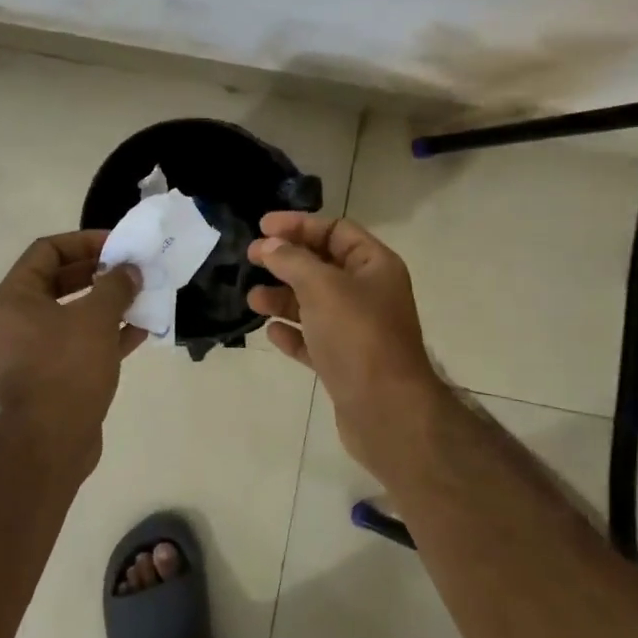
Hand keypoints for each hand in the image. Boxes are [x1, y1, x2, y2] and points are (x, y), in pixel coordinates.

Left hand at [0, 231, 144, 451]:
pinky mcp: (49, 378)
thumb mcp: (96, 318)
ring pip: (71, 315)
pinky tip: (139, 333)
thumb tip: (129, 270)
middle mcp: (16, 321)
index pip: (47, 251)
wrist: (49, 443)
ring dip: (105, 305)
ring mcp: (31, 352)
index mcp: (16, 299)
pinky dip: (105, 336)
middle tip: (131, 270)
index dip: (84, 241)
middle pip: (59, 282)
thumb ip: (115, 286)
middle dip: (98, 273)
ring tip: (140, 298)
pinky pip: (78, 345)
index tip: (117, 245)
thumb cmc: (67, 369)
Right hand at [245, 213, 445, 448]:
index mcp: (375, 266)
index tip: (262, 227)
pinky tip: (272, 333)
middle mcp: (369, 294)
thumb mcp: (322, 287)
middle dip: (286, 261)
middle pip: (322, 266)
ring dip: (283, 298)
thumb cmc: (357, 337)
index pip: (336, 230)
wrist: (386, 411)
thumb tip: (269, 245)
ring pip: (314, 304)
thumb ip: (292, 260)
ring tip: (253, 300)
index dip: (299, 225)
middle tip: (251, 259)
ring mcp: (358, 331)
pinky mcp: (345, 363)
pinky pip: (314, 340)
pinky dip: (293, 333)